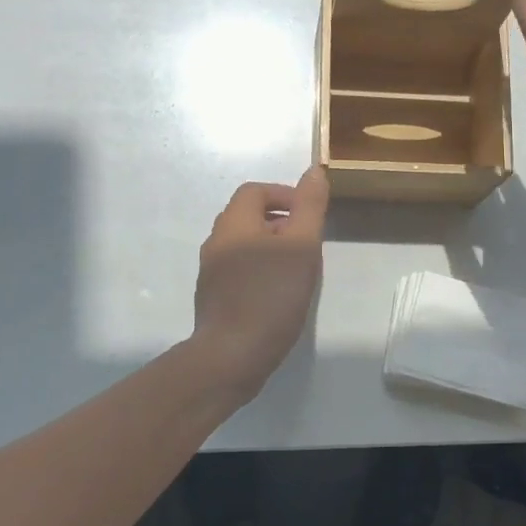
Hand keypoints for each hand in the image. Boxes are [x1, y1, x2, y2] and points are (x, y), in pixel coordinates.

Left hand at [189, 167, 329, 399]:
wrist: (232, 355)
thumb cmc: (271, 295)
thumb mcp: (301, 246)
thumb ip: (309, 206)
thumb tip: (314, 171)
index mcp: (234, 224)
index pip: (255, 191)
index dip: (284, 194)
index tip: (310, 215)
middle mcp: (216, 242)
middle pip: (248, 217)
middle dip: (281, 222)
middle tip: (308, 244)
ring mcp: (211, 272)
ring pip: (244, 245)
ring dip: (271, 248)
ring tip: (297, 270)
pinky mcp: (213, 297)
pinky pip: (239, 270)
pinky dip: (260, 270)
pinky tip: (278, 295)